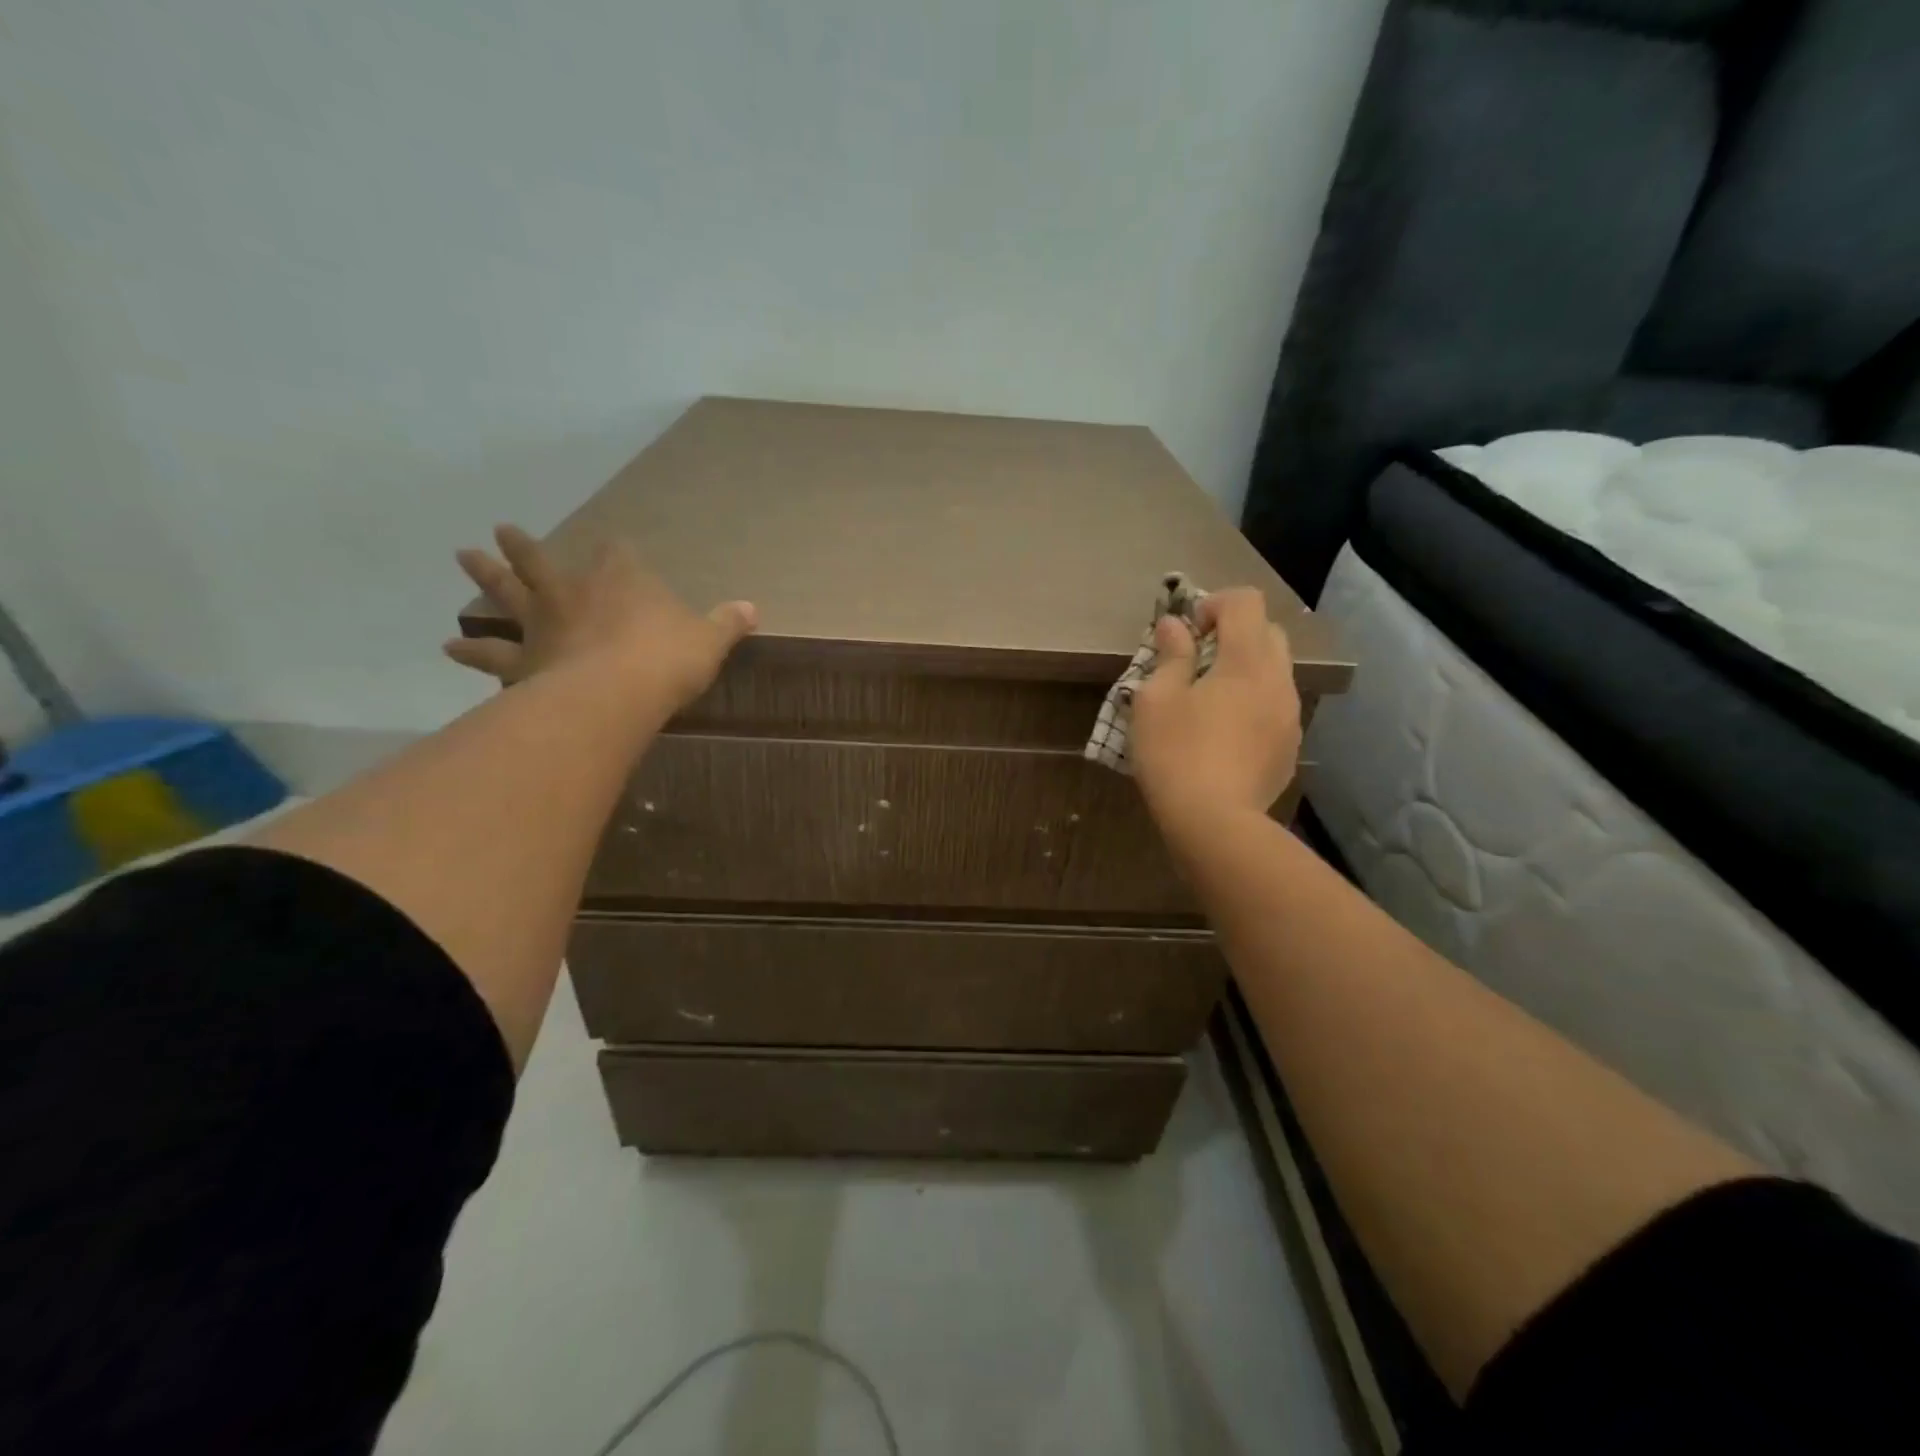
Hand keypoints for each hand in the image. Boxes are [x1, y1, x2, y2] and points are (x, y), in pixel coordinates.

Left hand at [444, 525, 756, 709]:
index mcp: (622, 580)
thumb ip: (727, 622)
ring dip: (486, 575)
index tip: (613, 547)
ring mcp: (544, 624)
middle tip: (502, 530)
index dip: (615, 551)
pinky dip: (472, 650)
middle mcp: (575, 592)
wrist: (618, 693)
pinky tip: (450, 646)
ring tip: (463, 555)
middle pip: (542, 562)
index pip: (616, 553)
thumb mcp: (709, 640)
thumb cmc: (667, 659)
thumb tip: (753, 608)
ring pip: (508, 593)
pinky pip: (493, 653)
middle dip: (525, 547)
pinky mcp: (524, 659)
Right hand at [1129, 586, 1301, 830]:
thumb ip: (1170, 656)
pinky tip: (1225, 736)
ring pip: (1274, 672)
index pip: (1245, 601)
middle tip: (1197, 663)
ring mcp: (1290, 716)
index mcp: (1247, 660)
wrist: (1214, 823)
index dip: (1214, 604)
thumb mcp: (1156, 700)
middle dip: (1233, 635)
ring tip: (1209, 702)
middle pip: (1267, 632)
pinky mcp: (1290, 747)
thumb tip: (1175, 626)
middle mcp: (1279, 680)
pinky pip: (1275, 707)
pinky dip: (1253, 704)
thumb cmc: (1176, 754)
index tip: (1187, 633)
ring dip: (1245, 671)